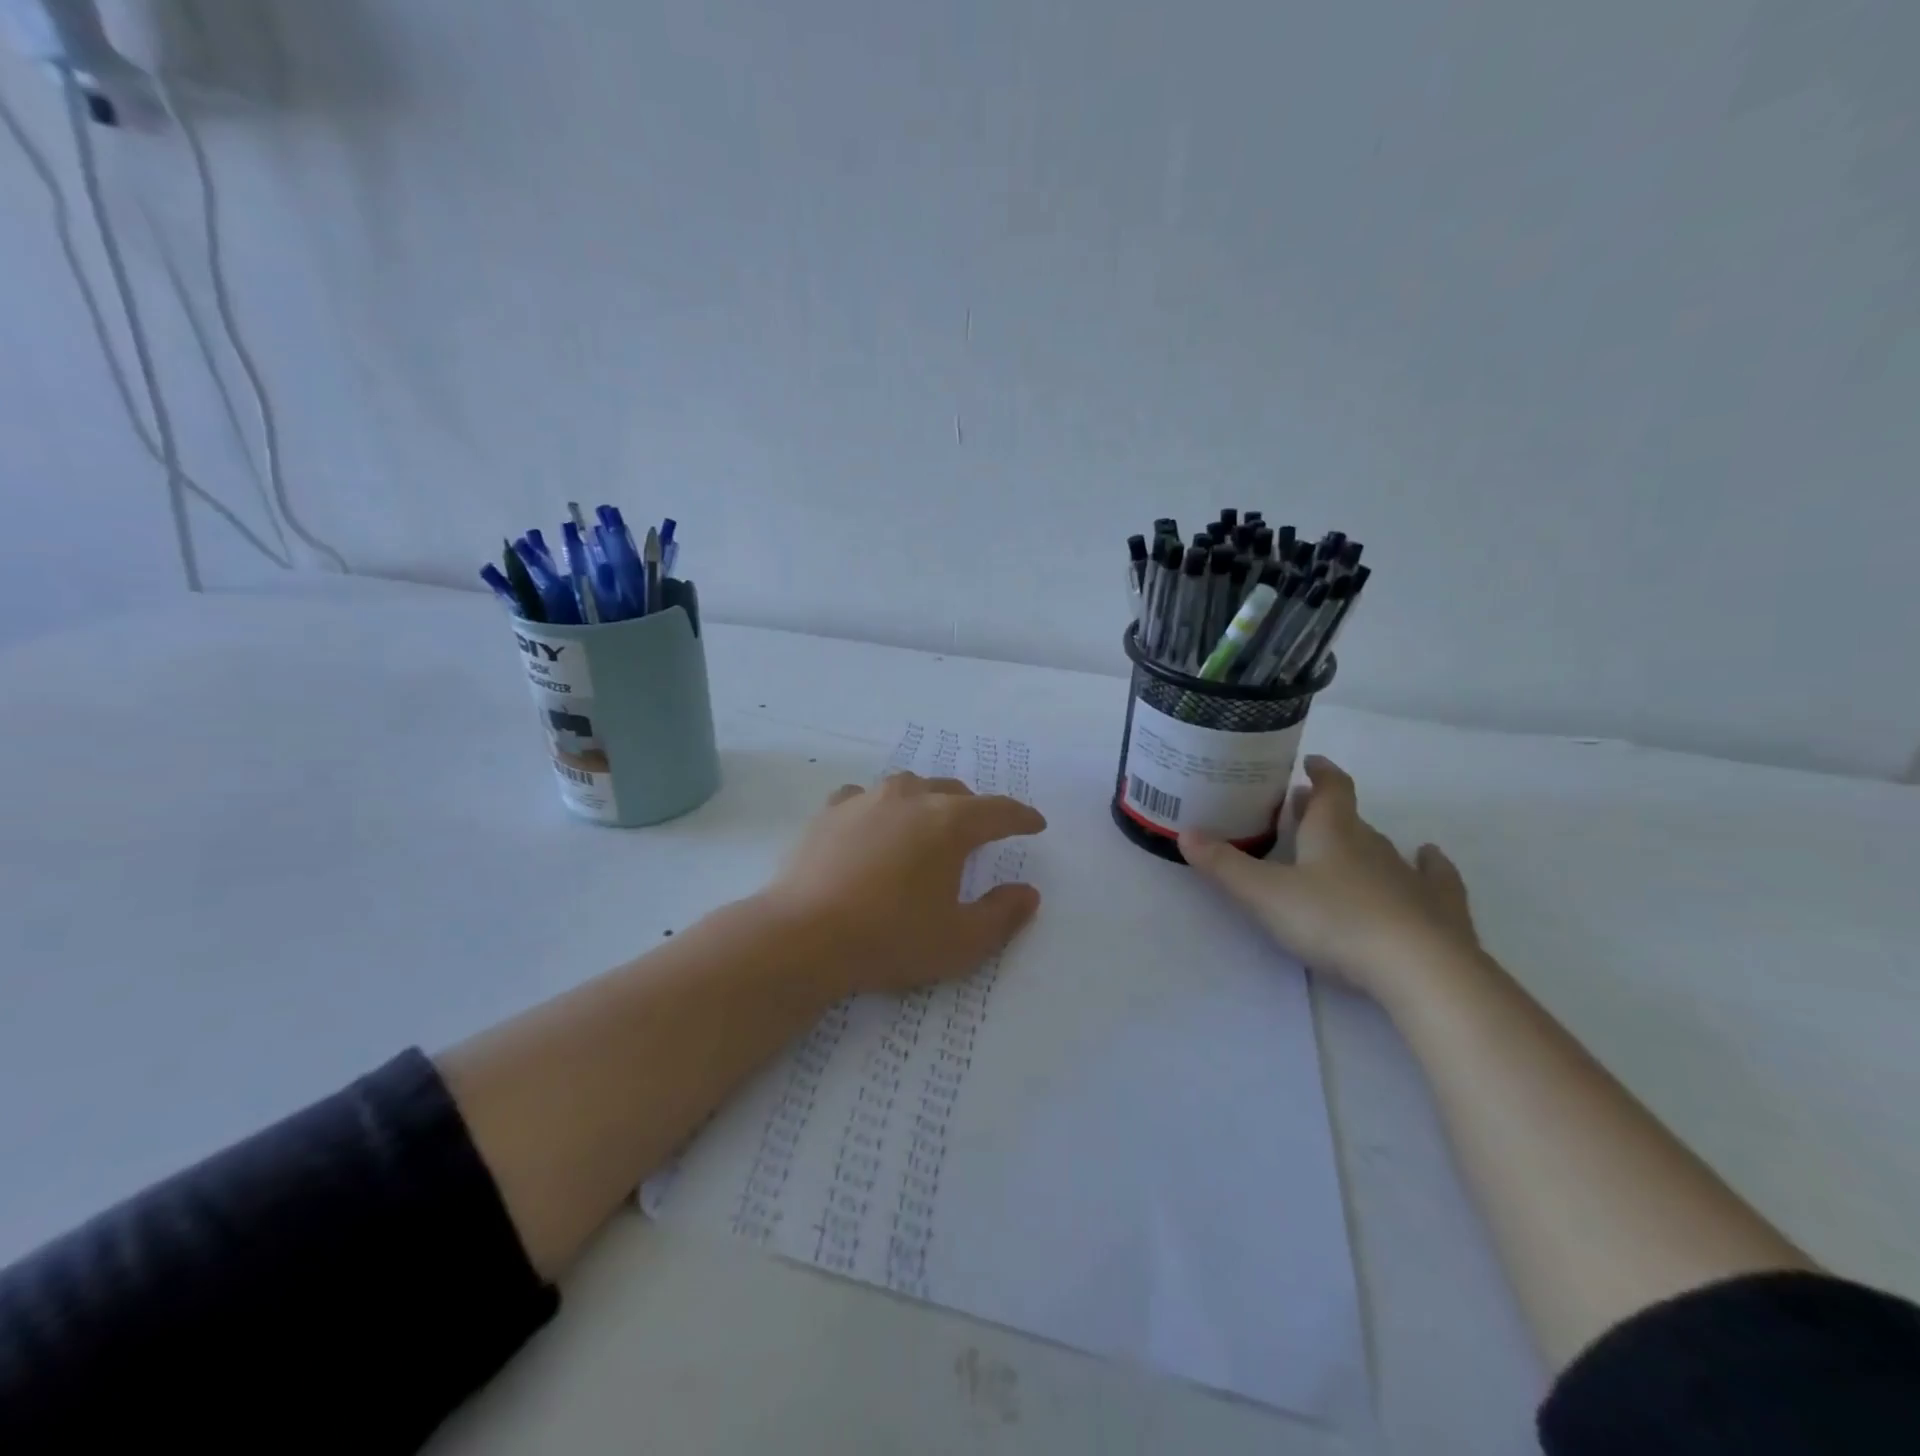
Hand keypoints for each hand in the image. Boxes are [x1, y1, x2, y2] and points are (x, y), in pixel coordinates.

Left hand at [760, 772, 1046, 997]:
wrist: (804, 936)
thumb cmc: (891, 938)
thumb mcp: (960, 942)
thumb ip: (1002, 915)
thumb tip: (1027, 893)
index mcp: (950, 823)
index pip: (999, 811)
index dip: (1021, 817)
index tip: (1035, 824)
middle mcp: (911, 797)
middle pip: (954, 793)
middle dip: (974, 810)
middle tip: (981, 833)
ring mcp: (867, 799)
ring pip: (910, 788)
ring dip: (927, 802)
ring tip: (927, 825)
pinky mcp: (831, 811)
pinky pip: (865, 798)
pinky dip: (879, 809)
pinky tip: (873, 826)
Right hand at [1178, 755, 1478, 1003]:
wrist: (1419, 969)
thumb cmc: (1333, 921)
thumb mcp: (1264, 894)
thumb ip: (1224, 865)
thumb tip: (1185, 832)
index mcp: (1333, 833)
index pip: (1330, 789)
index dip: (1320, 772)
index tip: (1309, 762)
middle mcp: (1372, 845)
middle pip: (1349, 817)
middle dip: (1325, 809)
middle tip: (1304, 808)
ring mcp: (1410, 876)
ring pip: (1384, 847)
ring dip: (1363, 839)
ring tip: (1350, 838)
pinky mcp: (1439, 909)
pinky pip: (1434, 876)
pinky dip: (1429, 865)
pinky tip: (1429, 858)